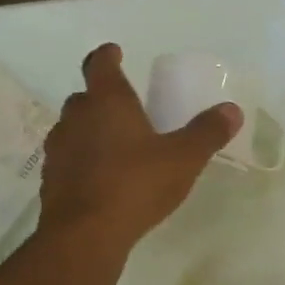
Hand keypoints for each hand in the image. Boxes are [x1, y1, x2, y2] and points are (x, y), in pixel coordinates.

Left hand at [39, 44, 240, 250]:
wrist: (86, 233)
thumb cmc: (136, 184)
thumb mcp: (184, 158)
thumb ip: (207, 132)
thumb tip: (232, 109)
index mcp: (108, 103)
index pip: (100, 66)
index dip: (107, 56)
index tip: (114, 51)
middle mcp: (77, 118)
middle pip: (84, 98)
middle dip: (101, 97)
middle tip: (124, 106)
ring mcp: (59, 150)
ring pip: (73, 129)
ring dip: (90, 130)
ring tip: (114, 144)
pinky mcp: (53, 180)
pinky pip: (69, 160)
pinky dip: (83, 160)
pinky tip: (101, 177)